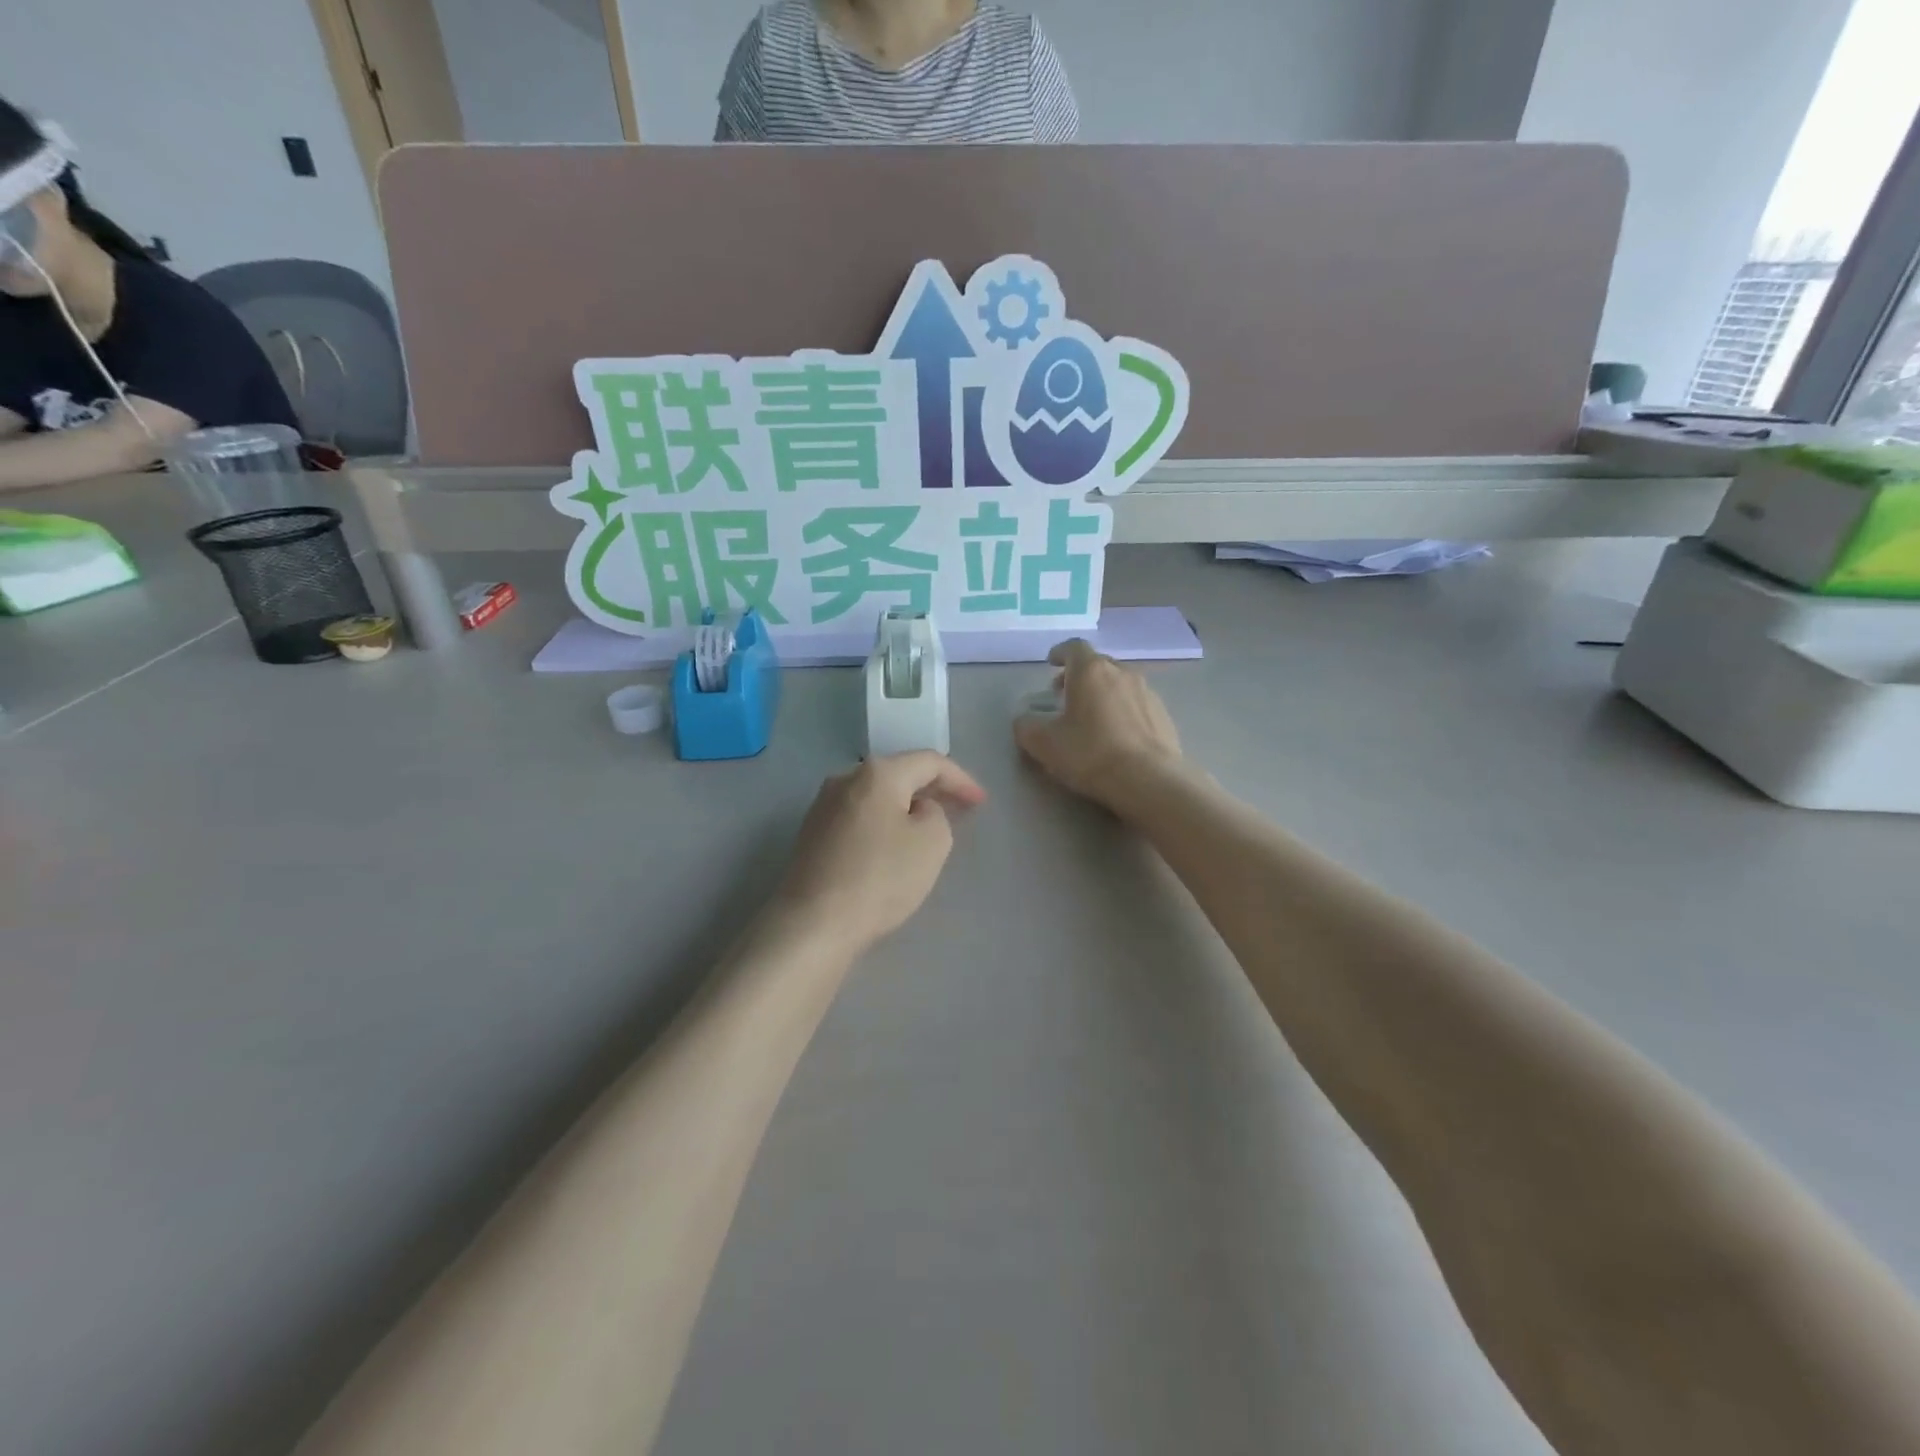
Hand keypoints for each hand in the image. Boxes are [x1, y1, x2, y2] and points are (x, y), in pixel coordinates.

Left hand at [771, 752, 987, 957]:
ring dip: (905, 807)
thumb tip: (917, 811)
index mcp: (878, 773)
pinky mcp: (812, 834)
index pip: (930, 762)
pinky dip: (882, 824)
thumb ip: (937, 814)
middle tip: (959, 809)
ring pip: (877, 797)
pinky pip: (859, 818)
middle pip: (899, 774)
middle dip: (932, 790)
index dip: (961, 779)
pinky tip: (891, 847)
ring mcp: (823, 806)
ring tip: (927, 828)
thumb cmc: (880, 877)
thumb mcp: (933, 842)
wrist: (813, 923)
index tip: (981, 802)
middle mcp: (845, 778)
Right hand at [1014, 639, 1182, 812]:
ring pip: (1119, 683)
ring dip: (1102, 693)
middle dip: (1079, 676)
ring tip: (1091, 718)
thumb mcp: (1044, 744)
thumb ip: (1027, 727)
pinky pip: (1136, 704)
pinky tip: (1117, 736)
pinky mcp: (1164, 715)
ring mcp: (1147, 693)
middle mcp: (1122, 672)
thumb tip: (1025, 721)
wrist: (1149, 781)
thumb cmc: (1090, 754)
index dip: (1060, 653)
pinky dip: (1122, 711)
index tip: (1052, 663)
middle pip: (1098, 664)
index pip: (1073, 647)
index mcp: (1091, 671)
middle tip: (1065, 696)